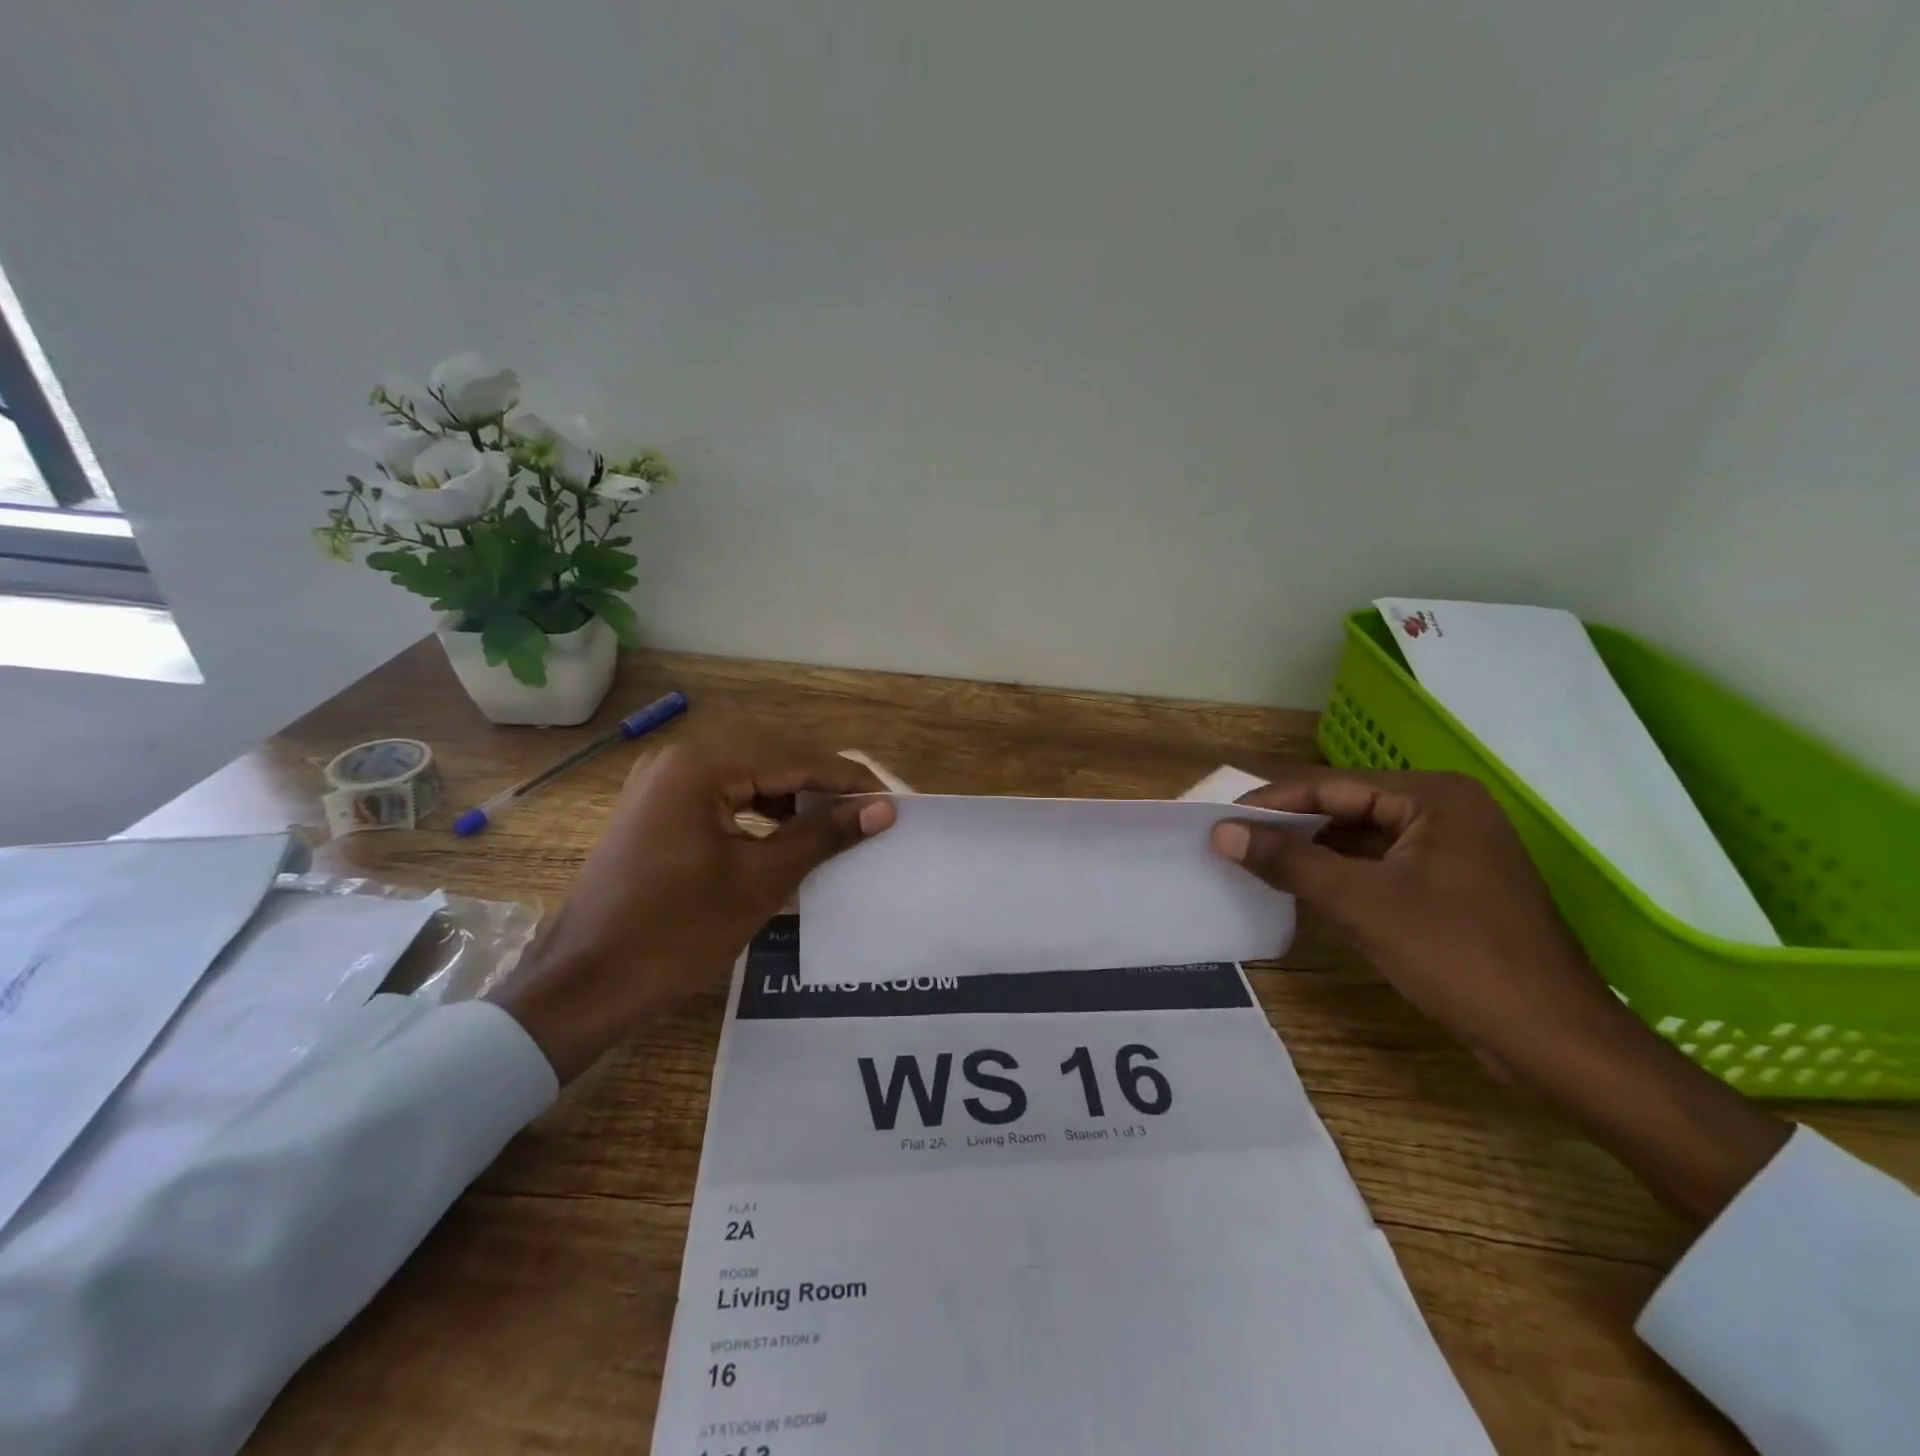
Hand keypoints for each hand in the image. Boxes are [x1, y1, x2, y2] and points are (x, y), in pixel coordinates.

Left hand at [487, 743, 894, 1083]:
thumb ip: (823, 835)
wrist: (583, 985)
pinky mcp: (654, 810)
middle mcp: (678, 760)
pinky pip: (721, 797)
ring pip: (746, 777)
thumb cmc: (675, 932)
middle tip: (867, 814)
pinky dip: (757, 813)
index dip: (847, 781)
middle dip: (821, 786)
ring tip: (832, 828)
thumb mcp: (760, 881)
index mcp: (701, 766)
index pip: (793, 759)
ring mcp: (660, 784)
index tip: (891, 801)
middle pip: (770, 759)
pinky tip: (783, 837)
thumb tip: (882, 808)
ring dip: (791, 799)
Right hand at [1210, 768, 1789, 1225]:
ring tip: (1259, 864)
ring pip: (1363, 839)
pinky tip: (1306, 889)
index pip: (1333, 785)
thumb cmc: (1458, 957)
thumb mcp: (1362, 903)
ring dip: (1314, 852)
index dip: (1272, 802)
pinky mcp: (1454, 885)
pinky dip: (1343, 875)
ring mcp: (1455, 849)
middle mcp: (1448, 810)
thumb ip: (1289, 861)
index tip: (1221, 820)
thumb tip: (1220, 832)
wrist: (1554, 1041)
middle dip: (1291, 826)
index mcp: (1435, 797)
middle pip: (1348, 807)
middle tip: (1234, 842)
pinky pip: (1382, 866)